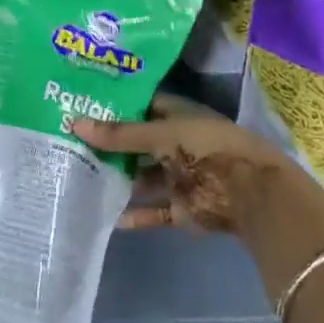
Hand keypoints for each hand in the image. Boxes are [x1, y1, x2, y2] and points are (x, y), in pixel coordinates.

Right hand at [69, 92, 322, 234]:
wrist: (252, 194)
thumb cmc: (207, 149)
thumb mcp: (161, 135)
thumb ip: (120, 135)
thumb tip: (75, 124)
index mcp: (179, 116)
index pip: (142, 106)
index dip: (115, 106)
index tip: (82, 106)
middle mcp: (179, 144)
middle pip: (139, 143)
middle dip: (111, 146)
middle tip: (71, 144)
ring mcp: (181, 177)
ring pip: (144, 178)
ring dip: (120, 180)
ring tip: (82, 179)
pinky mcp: (184, 208)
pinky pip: (155, 211)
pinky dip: (136, 215)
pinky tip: (108, 216)